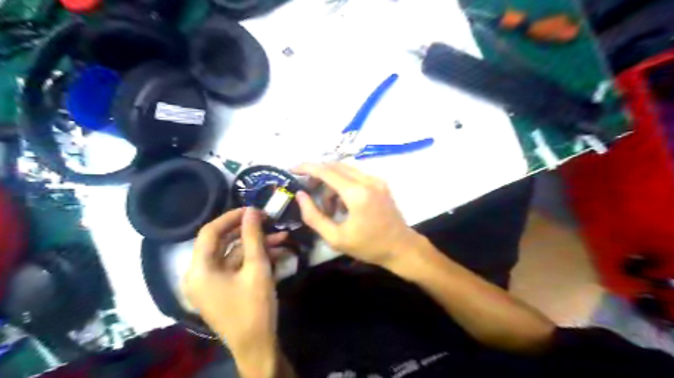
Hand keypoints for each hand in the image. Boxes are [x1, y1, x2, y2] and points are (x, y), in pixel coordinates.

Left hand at [183, 207, 285, 372]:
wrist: (256, 346)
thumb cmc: (254, 307)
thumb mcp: (257, 268)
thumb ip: (253, 237)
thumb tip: (253, 211)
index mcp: (199, 269)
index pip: (210, 231)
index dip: (232, 216)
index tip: (254, 209)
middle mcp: (198, 274)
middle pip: (221, 242)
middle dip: (248, 230)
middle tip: (269, 220)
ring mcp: (210, 283)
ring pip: (232, 254)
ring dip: (256, 245)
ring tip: (282, 237)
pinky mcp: (221, 288)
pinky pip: (235, 267)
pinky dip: (253, 258)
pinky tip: (276, 253)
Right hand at [295, 162, 419, 265]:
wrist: (401, 247)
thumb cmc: (368, 246)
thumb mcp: (335, 238)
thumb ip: (314, 216)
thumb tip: (301, 195)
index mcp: (357, 194)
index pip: (326, 171)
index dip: (307, 167)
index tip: (292, 169)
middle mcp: (368, 180)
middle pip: (335, 166)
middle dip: (317, 174)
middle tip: (307, 189)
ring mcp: (376, 180)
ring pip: (345, 170)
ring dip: (331, 182)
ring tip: (328, 207)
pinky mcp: (380, 183)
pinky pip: (355, 175)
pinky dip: (343, 184)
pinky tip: (342, 204)